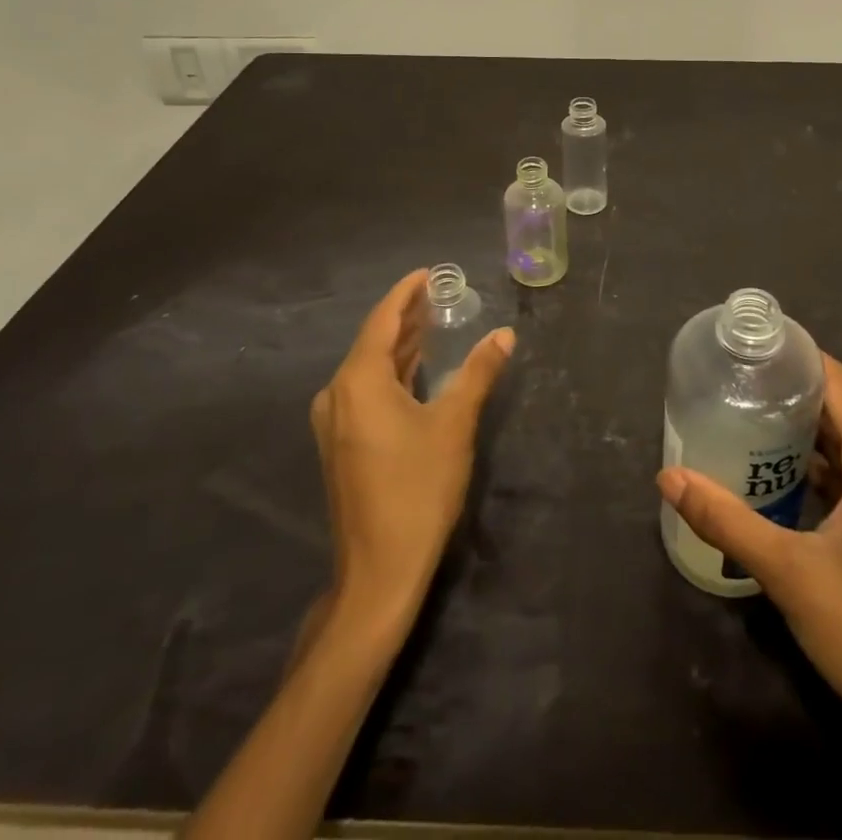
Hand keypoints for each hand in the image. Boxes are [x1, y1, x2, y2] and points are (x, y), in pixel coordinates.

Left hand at [312, 269, 513, 626]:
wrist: (379, 570)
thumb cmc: (418, 488)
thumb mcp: (455, 424)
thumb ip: (479, 372)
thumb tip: (505, 334)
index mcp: (359, 381)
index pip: (382, 320)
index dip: (406, 293)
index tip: (429, 272)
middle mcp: (338, 394)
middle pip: (374, 340)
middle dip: (406, 316)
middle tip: (439, 293)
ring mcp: (336, 421)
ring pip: (370, 367)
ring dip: (401, 344)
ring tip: (433, 321)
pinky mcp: (343, 443)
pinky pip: (368, 390)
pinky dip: (394, 371)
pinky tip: (417, 368)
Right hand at [656, 355, 841, 741]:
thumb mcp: (790, 571)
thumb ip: (727, 519)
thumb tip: (668, 476)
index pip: (837, 382)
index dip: (798, 356)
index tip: (752, 344)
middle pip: (837, 411)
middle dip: (788, 393)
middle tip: (733, 381)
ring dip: (798, 435)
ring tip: (744, 421)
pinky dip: (812, 471)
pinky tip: (774, 481)